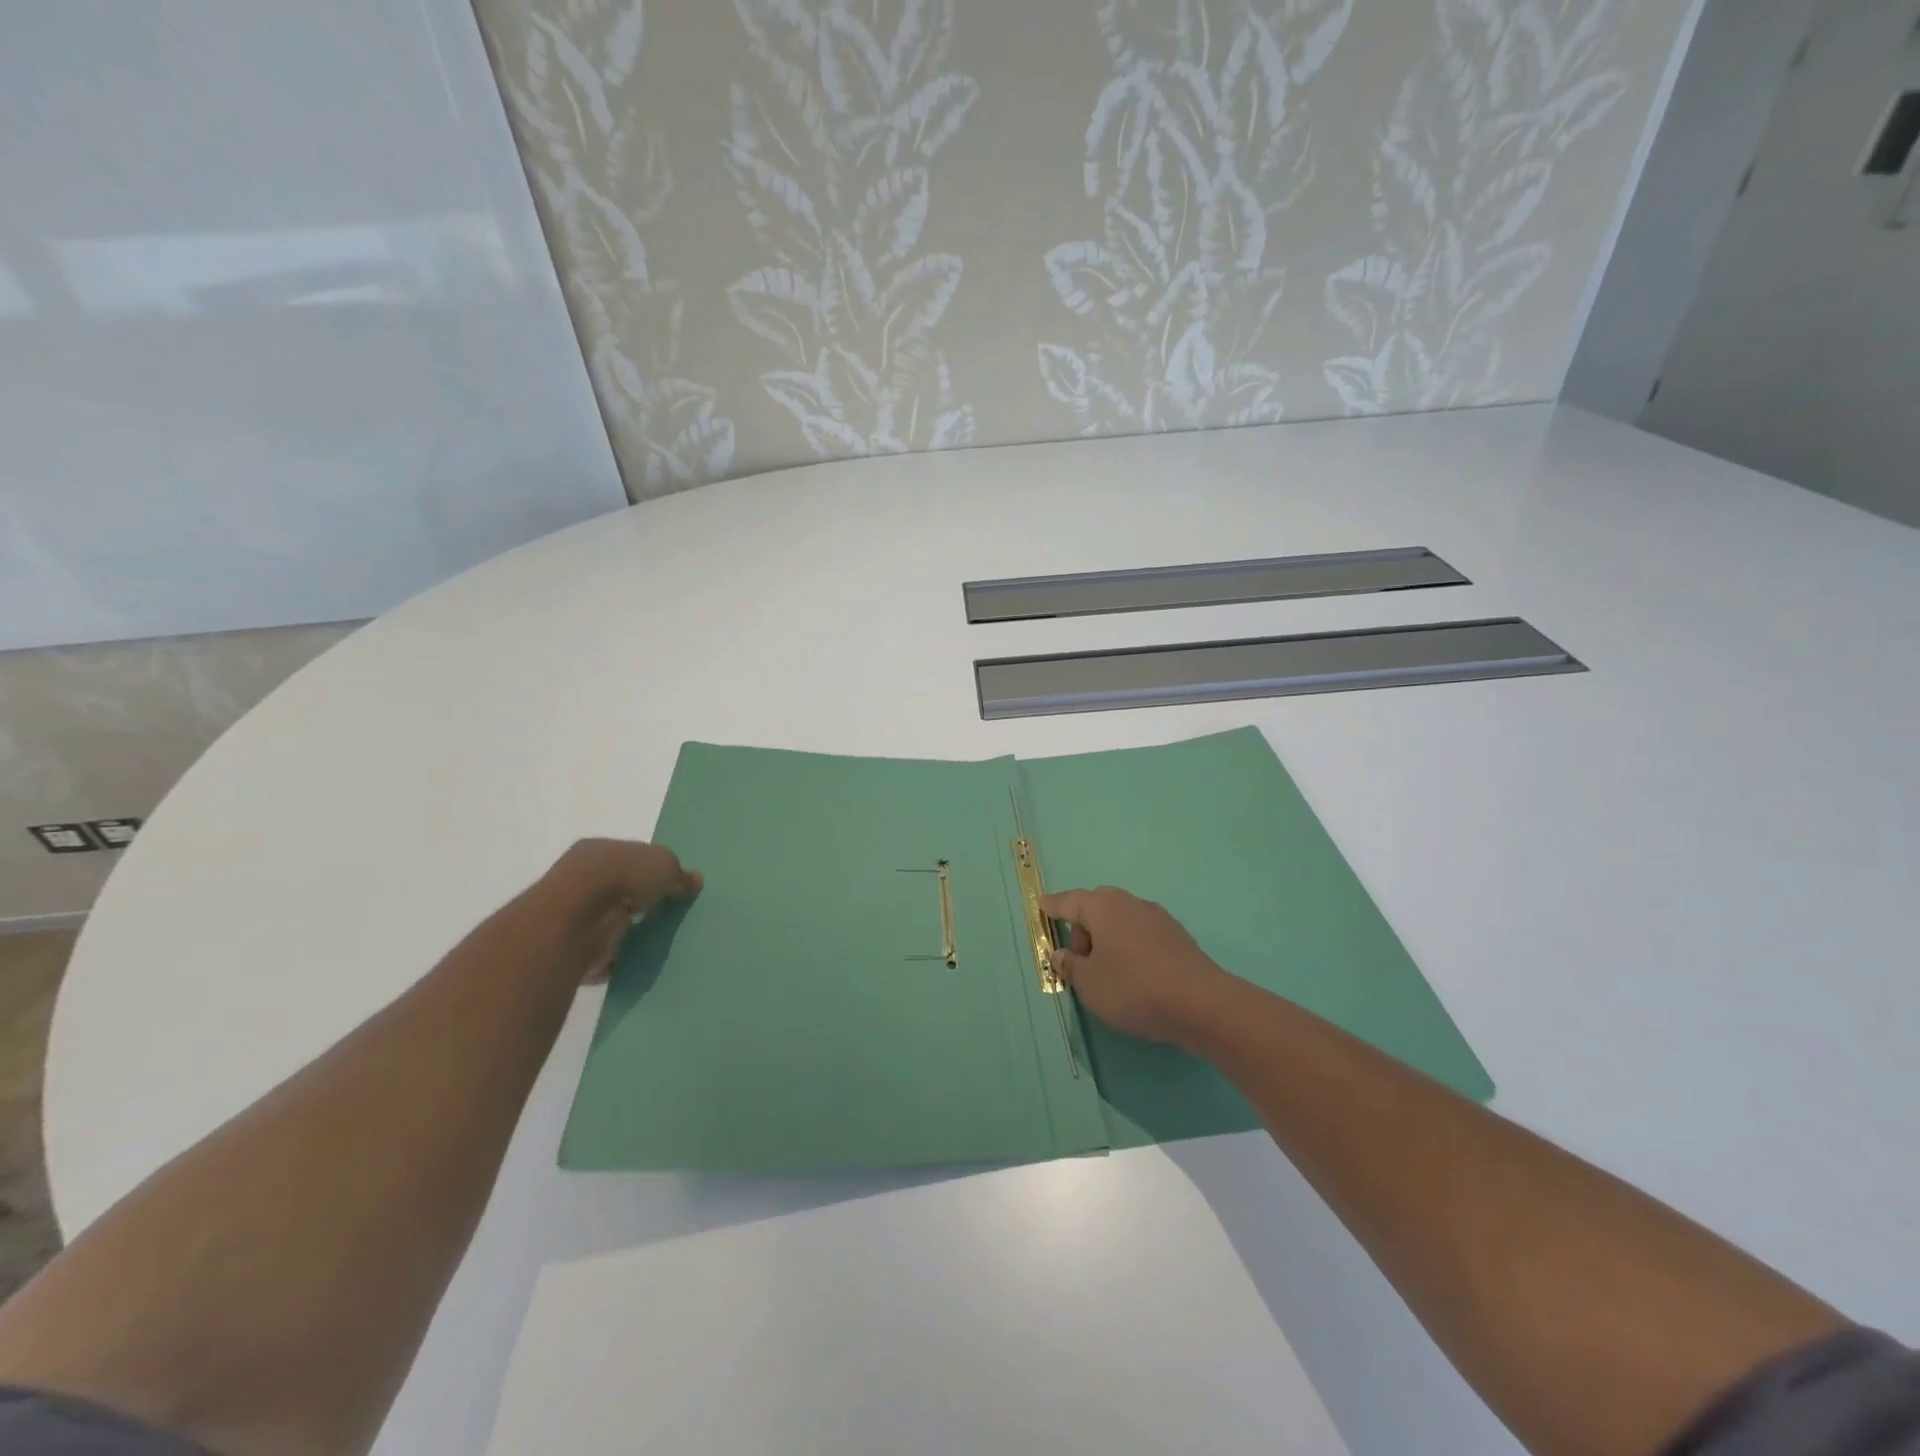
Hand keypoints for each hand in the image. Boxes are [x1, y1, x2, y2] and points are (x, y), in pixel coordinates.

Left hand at [537, 838, 702, 983]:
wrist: (577, 919)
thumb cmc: (620, 877)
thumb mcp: (665, 865)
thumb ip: (680, 875)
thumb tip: (694, 882)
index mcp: (600, 850)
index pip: (630, 857)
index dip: (653, 869)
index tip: (673, 885)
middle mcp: (582, 878)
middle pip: (622, 889)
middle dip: (643, 901)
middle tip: (672, 913)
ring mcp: (575, 914)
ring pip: (613, 920)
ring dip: (633, 930)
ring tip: (664, 939)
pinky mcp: (574, 947)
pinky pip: (606, 951)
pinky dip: (622, 957)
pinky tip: (644, 959)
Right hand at [1041, 886, 1231, 1045]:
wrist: (1201, 1004)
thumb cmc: (1133, 988)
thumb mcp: (1089, 984)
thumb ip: (1070, 966)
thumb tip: (1062, 954)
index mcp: (1104, 906)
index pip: (1069, 902)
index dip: (1053, 906)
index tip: (1042, 905)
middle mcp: (1130, 903)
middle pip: (1096, 911)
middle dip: (1083, 933)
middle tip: (1080, 965)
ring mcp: (1158, 918)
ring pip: (1121, 924)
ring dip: (1108, 943)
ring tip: (1108, 977)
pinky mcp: (1178, 938)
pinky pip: (1141, 938)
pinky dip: (1130, 951)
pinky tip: (1135, 979)